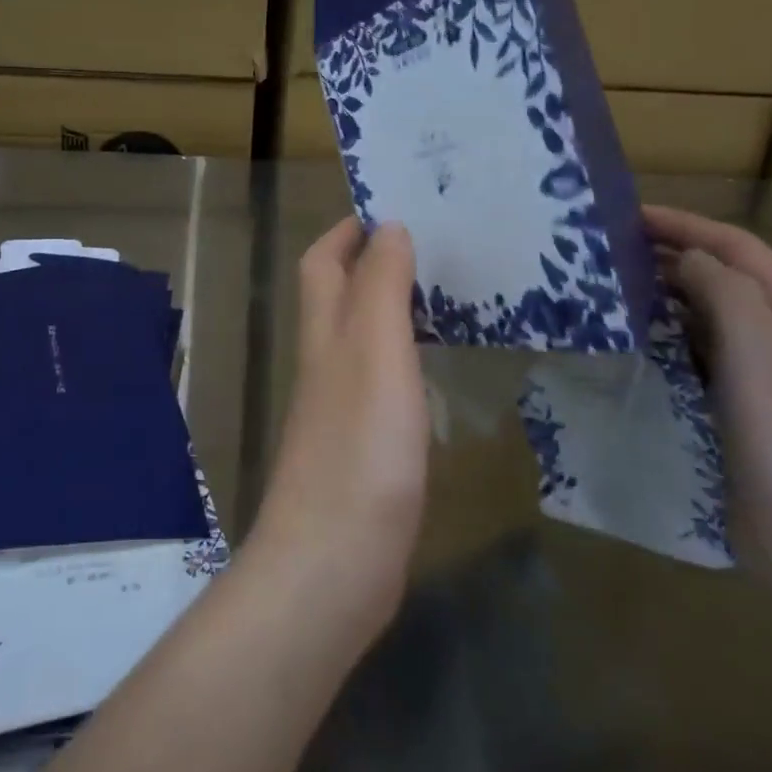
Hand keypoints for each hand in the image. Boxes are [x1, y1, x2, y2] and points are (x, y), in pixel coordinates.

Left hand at [251, 217, 430, 641]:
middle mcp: (325, 362)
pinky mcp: (361, 447)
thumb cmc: (360, 447)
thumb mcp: (374, 351)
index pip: (323, 260)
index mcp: (324, 332)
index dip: (348, 230)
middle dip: (374, 262)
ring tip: (448, 296)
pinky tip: (437, 370)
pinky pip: (381, 381)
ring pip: (361, 337)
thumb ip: (380, 287)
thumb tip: (387, 227)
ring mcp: (340, 406)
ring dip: (392, 308)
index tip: (395, 209)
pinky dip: (405, 359)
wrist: (333, 562)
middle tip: (437, 248)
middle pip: (338, 295)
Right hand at [644, 205, 771, 600]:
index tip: (627, 215)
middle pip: (723, 277)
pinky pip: (695, 355)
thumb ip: (724, 290)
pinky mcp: (737, 409)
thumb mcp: (759, 352)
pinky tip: (632, 341)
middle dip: (670, 256)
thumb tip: (687, 259)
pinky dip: (664, 337)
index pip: (738, 248)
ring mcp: (762, 376)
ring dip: (663, 296)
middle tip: (609, 250)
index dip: (685, 224)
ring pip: (706, 316)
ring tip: (611, 287)